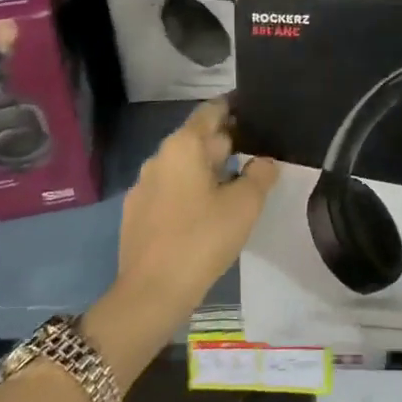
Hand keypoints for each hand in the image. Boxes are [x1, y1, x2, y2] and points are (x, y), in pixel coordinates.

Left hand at [115, 99, 277, 325]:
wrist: (151, 293)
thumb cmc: (202, 239)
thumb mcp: (244, 205)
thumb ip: (260, 175)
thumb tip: (264, 161)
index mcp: (184, 146)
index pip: (211, 111)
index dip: (234, 108)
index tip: (255, 112)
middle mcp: (159, 157)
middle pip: (198, 139)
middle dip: (226, 143)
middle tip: (257, 153)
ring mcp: (143, 186)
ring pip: (184, 166)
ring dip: (208, 170)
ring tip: (237, 185)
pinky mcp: (137, 213)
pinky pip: (170, 190)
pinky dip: (190, 191)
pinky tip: (207, 213)